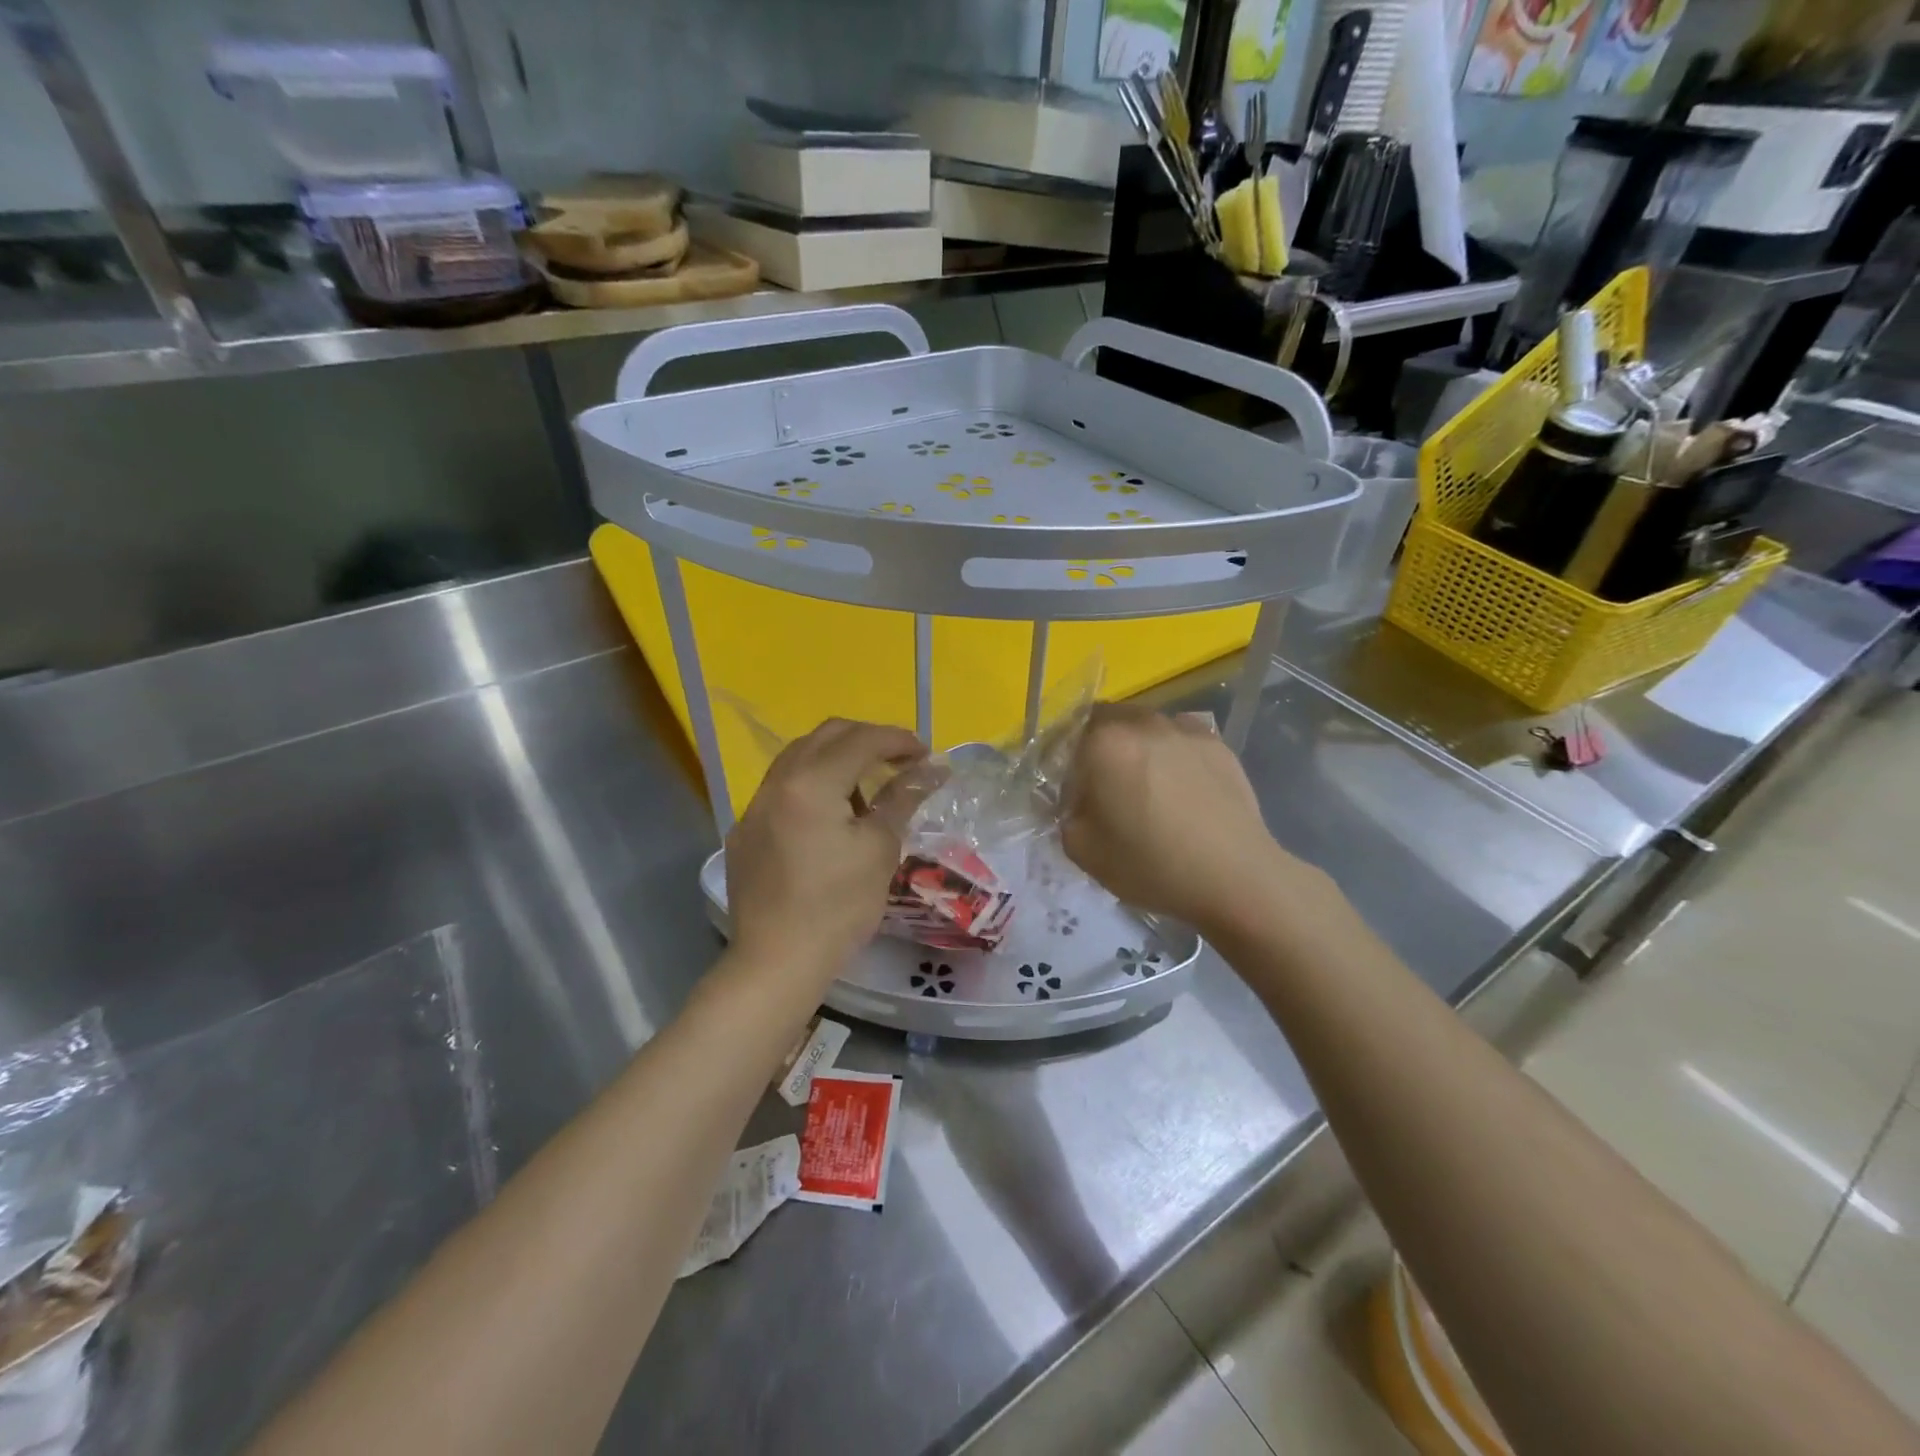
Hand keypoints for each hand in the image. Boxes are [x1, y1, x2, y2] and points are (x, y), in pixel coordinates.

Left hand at [725, 719, 939, 990]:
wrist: (776, 963)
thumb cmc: (837, 908)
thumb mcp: (879, 850)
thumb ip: (901, 799)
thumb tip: (929, 770)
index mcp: (811, 783)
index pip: (861, 740)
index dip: (899, 740)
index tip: (926, 754)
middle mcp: (777, 783)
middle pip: (826, 736)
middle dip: (868, 739)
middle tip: (900, 761)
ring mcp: (755, 806)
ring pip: (800, 758)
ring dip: (838, 758)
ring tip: (867, 788)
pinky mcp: (746, 831)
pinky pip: (783, 788)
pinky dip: (813, 784)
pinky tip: (830, 818)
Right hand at [1062, 703, 1314, 934]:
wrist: (1235, 878)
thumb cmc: (1151, 864)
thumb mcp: (1082, 850)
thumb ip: (1064, 814)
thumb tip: (1074, 801)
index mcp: (1104, 742)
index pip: (1066, 736)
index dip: (1063, 763)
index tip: (1070, 793)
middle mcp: (1143, 722)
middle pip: (1107, 722)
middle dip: (1099, 749)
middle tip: (1105, 790)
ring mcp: (1186, 730)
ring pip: (1146, 729)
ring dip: (1137, 749)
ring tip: (1148, 790)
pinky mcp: (1218, 745)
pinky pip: (1181, 742)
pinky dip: (1172, 758)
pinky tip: (1181, 793)